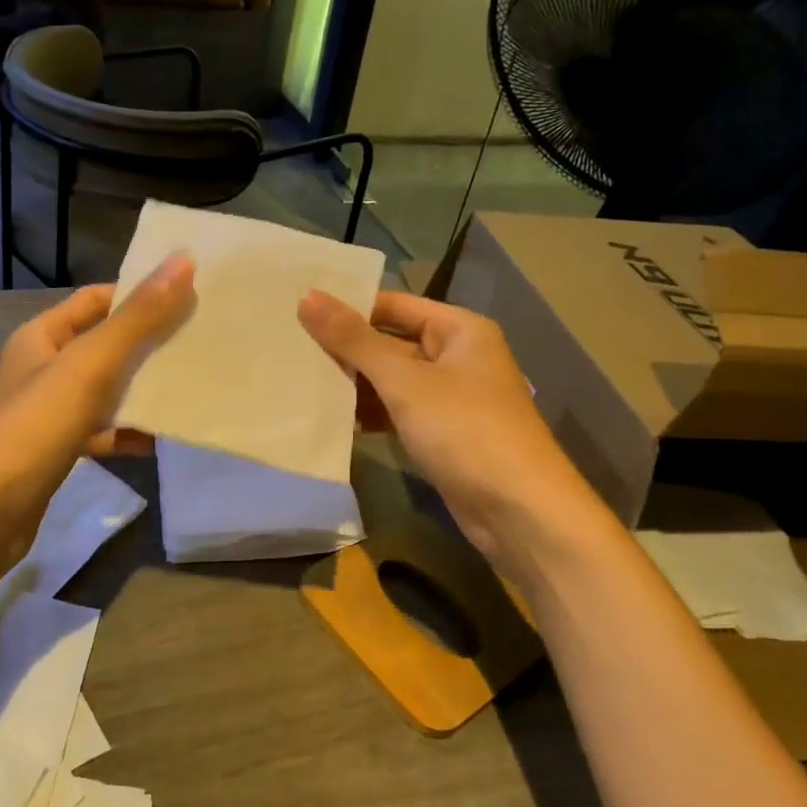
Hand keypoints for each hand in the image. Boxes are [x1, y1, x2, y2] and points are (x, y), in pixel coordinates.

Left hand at [0, 256, 194, 565]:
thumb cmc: (32, 429)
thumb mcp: (89, 366)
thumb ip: (137, 318)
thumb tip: (183, 260)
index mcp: (41, 336)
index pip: (96, 299)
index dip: (139, 292)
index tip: (190, 294)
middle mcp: (43, 368)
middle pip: (105, 344)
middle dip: (150, 342)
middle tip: (203, 339)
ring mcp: (49, 413)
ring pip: (107, 390)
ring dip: (144, 389)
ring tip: (194, 386)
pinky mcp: (57, 452)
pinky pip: (102, 431)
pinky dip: (128, 432)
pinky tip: (160, 439)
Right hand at [298, 289, 593, 565]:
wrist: (519, 510)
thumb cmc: (464, 430)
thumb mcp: (404, 380)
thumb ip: (354, 340)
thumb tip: (307, 296)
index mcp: (458, 330)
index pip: (392, 305)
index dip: (348, 306)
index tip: (297, 310)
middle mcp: (457, 356)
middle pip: (390, 342)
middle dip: (345, 349)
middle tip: (288, 346)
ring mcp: (450, 397)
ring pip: (391, 380)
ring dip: (354, 384)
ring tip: (298, 380)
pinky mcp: (442, 433)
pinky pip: (398, 411)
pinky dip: (370, 413)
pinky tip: (332, 418)